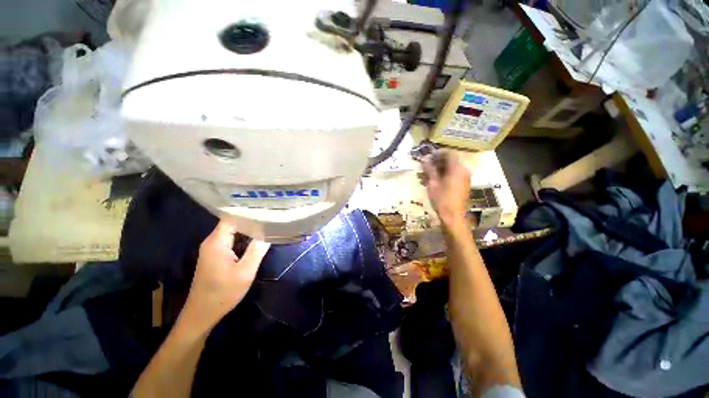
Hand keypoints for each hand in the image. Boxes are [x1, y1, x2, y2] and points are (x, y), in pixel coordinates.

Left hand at [180, 220, 269, 330]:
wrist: (202, 314)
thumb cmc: (223, 293)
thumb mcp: (245, 271)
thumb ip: (257, 250)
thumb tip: (269, 231)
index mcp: (217, 242)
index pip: (232, 217)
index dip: (248, 211)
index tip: (265, 208)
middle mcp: (212, 241)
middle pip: (232, 223)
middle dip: (251, 219)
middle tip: (270, 215)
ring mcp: (212, 249)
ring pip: (232, 231)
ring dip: (248, 229)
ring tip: (266, 223)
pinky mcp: (215, 255)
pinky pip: (230, 240)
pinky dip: (243, 237)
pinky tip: (256, 238)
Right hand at [422, 150, 470, 228]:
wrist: (454, 216)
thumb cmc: (442, 200)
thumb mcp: (433, 184)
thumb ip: (430, 170)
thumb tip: (425, 160)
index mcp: (457, 169)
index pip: (449, 153)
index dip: (438, 153)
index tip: (428, 156)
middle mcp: (464, 170)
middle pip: (451, 160)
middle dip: (439, 161)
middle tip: (427, 165)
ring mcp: (466, 177)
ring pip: (453, 167)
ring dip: (442, 167)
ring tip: (430, 173)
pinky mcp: (465, 184)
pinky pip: (455, 174)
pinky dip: (446, 173)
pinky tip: (437, 180)